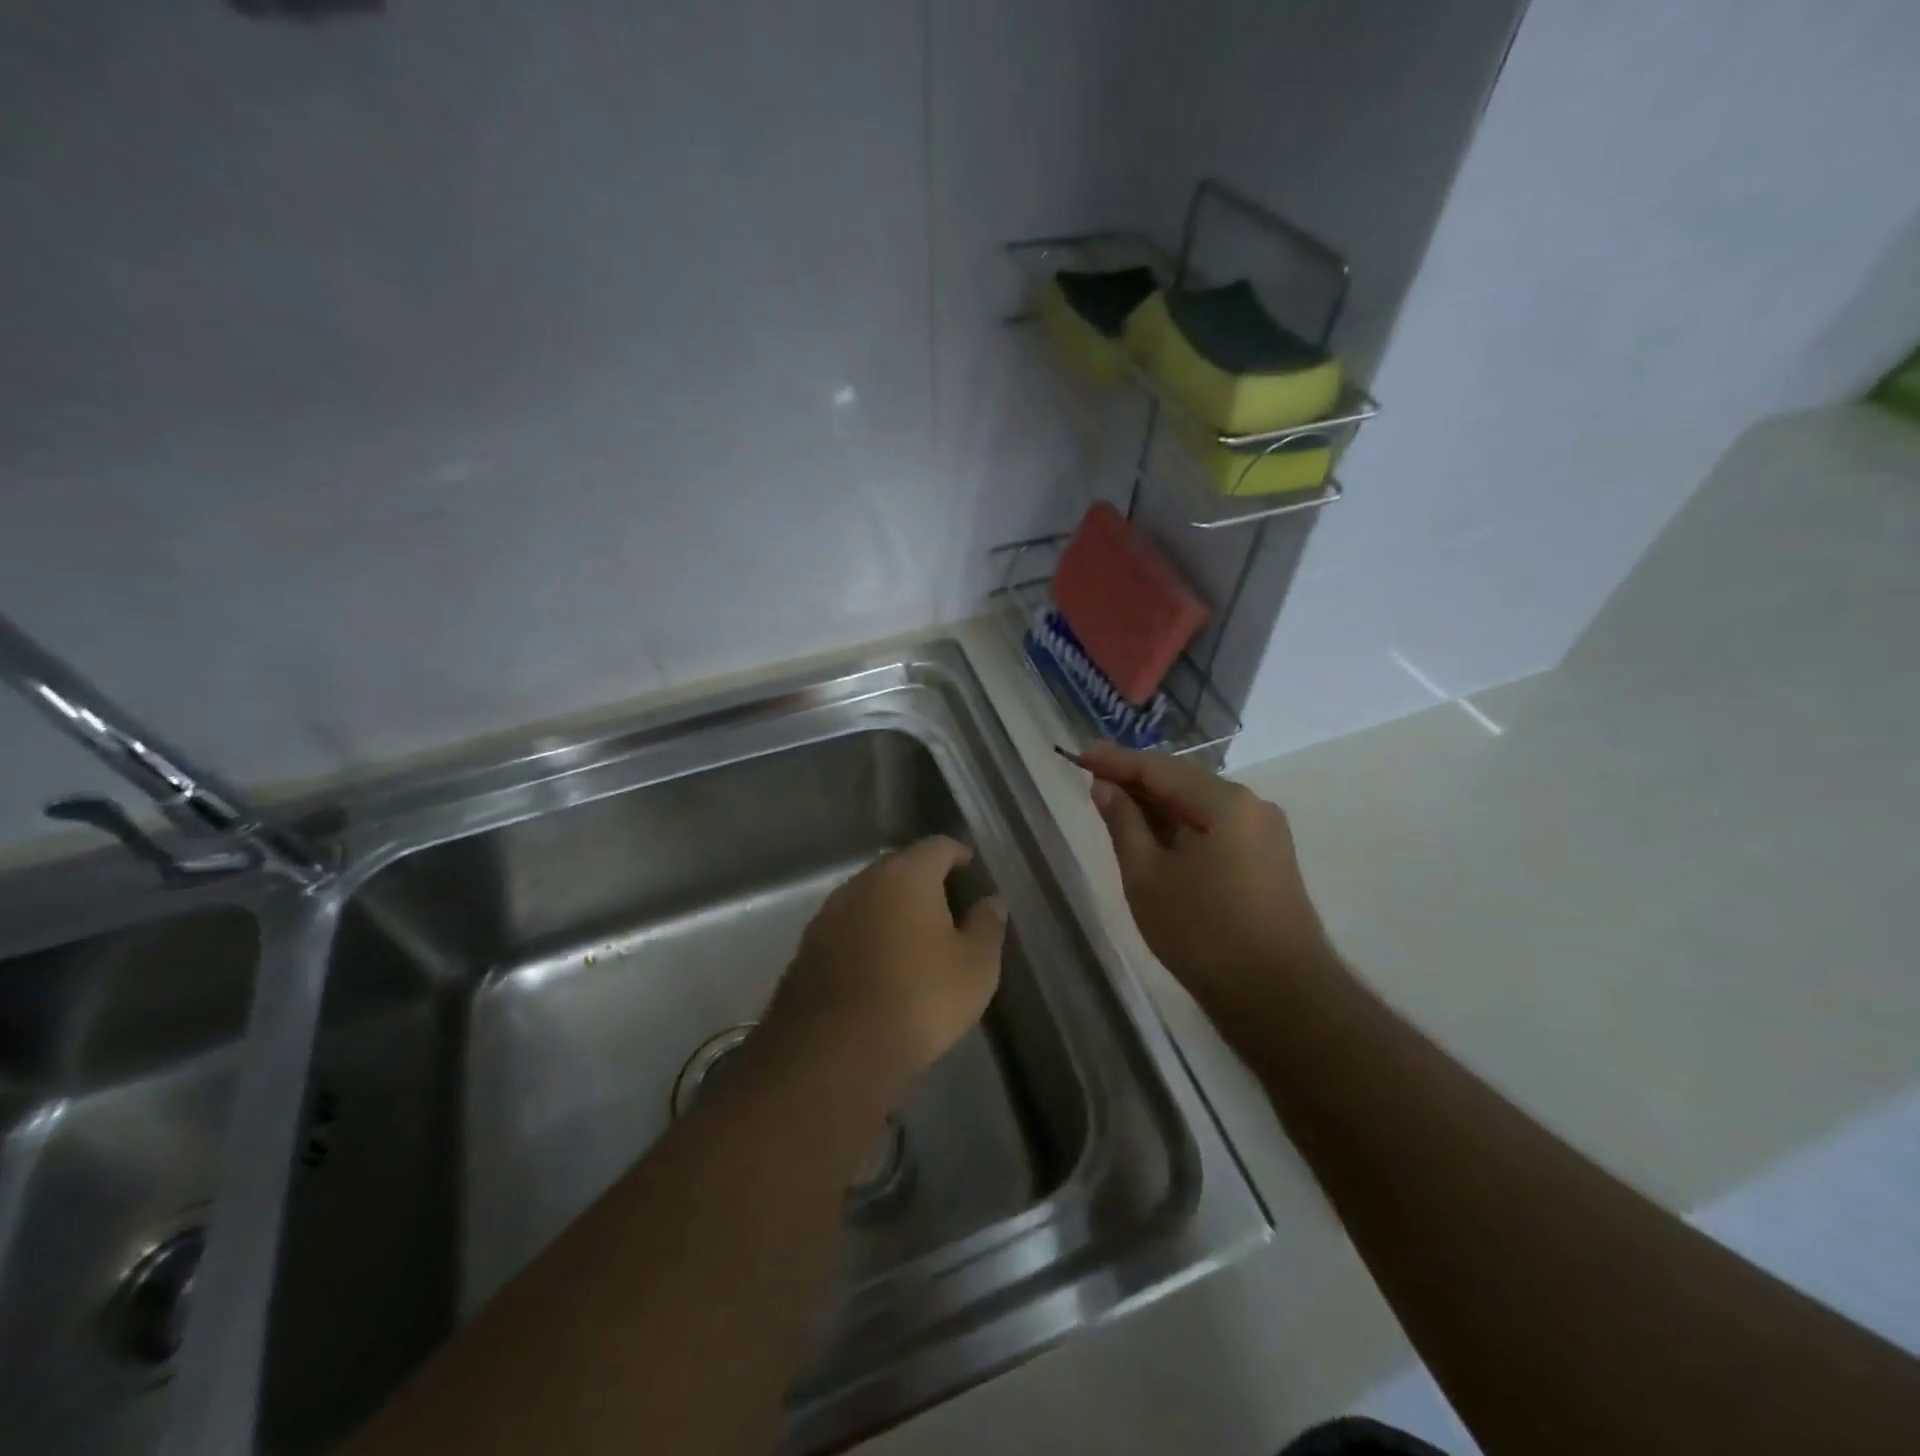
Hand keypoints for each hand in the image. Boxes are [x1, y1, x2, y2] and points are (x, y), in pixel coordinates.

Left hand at [767, 836, 1007, 1088]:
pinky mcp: (807, 947)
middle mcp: (863, 883)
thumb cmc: (920, 998)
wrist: (836, 1050)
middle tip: (945, 903)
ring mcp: (829, 914)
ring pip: (868, 897)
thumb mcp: (975, 967)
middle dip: (922, 879)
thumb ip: (987, 926)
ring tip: (911, 935)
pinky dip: (865, 935)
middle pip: (898, 867)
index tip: (970, 866)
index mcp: (907, 875)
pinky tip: (877, 964)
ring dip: (889, 908)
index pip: (937, 846)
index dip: (957, 854)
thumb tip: (991, 902)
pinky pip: (846, 928)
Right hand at [1078, 745, 1338, 1022]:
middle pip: (1183, 781)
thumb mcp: (1147, 877)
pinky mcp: (1268, 860)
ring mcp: (1266, 833)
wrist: (1280, 999)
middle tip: (1092, 777)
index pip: (1158, 768)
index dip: (1115, 761)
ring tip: (1115, 804)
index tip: (1078, 755)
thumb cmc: (1203, 934)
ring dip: (1157, 804)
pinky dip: (1180, 826)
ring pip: (1199, 805)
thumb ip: (1124, 824)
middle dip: (1136, 779)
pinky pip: (1215, 827)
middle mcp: (1252, 806)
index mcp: (1225, 802)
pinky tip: (1154, 835)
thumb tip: (1105, 787)